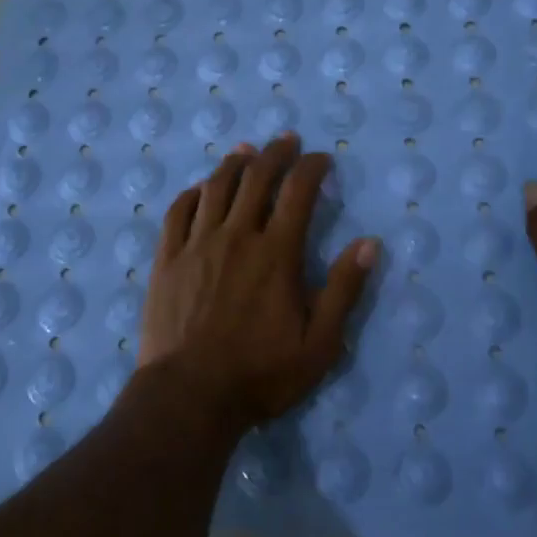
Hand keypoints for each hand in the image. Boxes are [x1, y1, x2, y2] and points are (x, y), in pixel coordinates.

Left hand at [141, 134, 378, 428]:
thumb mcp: (319, 343)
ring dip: (233, 164)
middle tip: (285, 140)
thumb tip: (368, 243)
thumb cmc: (260, 374)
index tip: (321, 158)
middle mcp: (236, 236)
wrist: (189, 396)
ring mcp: (197, 245)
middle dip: (275, 153)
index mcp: (276, 253)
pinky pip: (178, 212)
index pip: (298, 192)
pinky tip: (200, 189)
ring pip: (215, 188)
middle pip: (255, 179)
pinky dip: (192, 193)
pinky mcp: (167, 259)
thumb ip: (344, 290)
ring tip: (245, 150)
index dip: (312, 167)